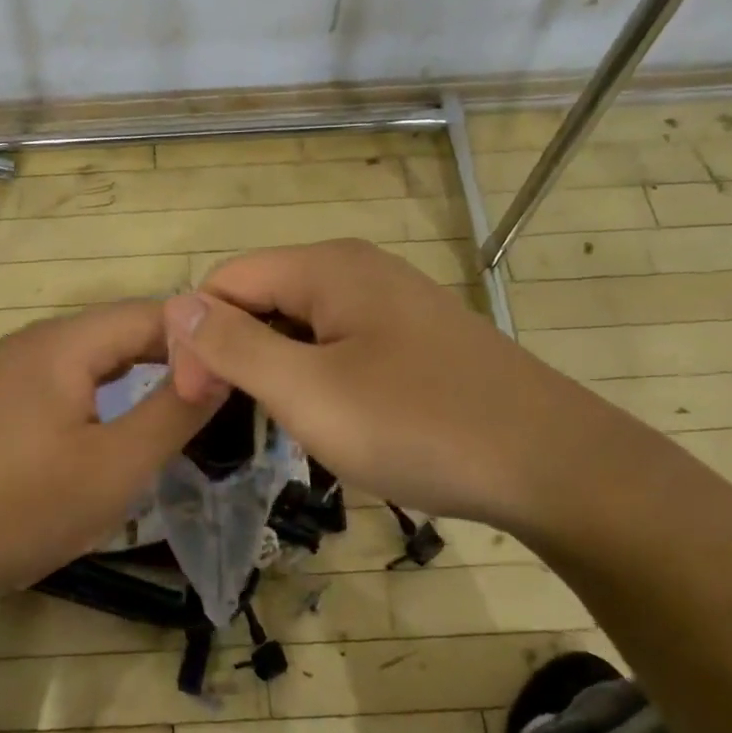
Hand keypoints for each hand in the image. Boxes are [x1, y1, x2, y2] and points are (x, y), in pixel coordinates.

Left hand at [0, 300, 223, 611]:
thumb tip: (220, 366)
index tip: (238, 371)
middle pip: (119, 330)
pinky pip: (64, 378)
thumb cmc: (24, 510)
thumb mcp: (115, 467)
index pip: (151, 314)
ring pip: (91, 355)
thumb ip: (173, 411)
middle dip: (171, 355)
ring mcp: (8, 369)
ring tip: (177, 403)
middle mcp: (33, 341)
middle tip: (215, 392)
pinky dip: (102, 391)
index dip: (200, 337)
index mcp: (63, 342)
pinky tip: (114, 420)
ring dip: (137, 373)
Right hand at [164, 239, 584, 529]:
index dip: (197, 337)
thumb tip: (176, 304)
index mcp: (327, 266)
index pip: (226, 281)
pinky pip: (340, 345)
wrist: (555, 466)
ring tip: (286, 426)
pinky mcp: (415, 338)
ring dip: (276, 371)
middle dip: (235, 353)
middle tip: (238, 421)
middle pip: (263, 297)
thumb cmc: (418, 425)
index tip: (198, 402)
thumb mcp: (308, 391)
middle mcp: (357, 270)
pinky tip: (334, 420)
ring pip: (300, 326)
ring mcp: (391, 303)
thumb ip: (234, 344)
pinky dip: (317, 378)